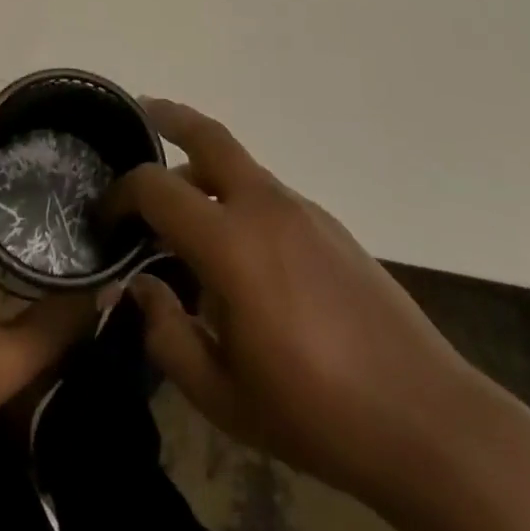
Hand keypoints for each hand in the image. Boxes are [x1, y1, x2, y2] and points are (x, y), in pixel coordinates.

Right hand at [113, 100, 529, 530]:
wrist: (424, 417)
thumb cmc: (314, 412)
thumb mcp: (222, 395)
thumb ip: (167, 334)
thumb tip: (141, 285)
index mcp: (230, 242)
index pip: (157, 187)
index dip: (121, 193)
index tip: (105, 216)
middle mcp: (264, 206)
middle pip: (209, 134)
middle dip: (169, 116)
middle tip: (138, 113)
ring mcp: (302, 209)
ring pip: (239, 164)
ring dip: (202, 165)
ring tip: (179, 198)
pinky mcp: (329, 223)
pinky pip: (267, 193)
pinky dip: (237, 196)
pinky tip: (237, 245)